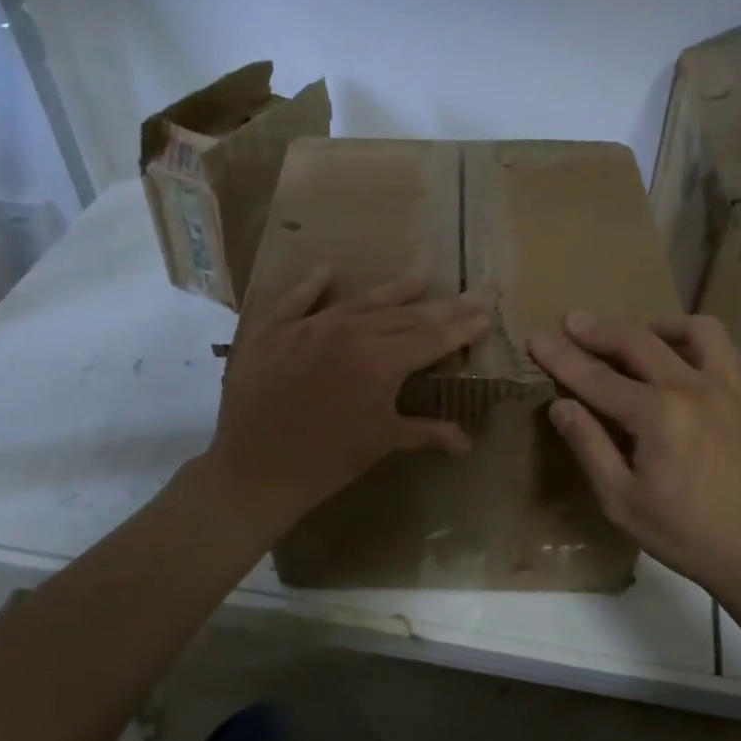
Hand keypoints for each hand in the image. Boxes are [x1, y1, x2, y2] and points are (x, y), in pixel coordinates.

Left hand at [202, 269, 491, 529]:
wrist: (256, 469)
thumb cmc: (328, 461)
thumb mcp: (382, 442)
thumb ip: (427, 432)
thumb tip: (467, 442)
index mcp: (380, 361)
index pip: (430, 338)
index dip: (460, 328)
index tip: (484, 315)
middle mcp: (349, 333)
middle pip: (402, 316)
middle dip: (439, 308)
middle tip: (467, 296)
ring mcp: (308, 327)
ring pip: (359, 302)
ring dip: (393, 291)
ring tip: (421, 276)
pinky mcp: (272, 330)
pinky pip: (296, 300)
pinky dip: (312, 285)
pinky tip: (327, 270)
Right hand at [528, 313, 740, 616]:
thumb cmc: (688, 537)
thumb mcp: (623, 502)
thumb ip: (590, 447)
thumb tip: (561, 405)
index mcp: (656, 414)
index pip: (595, 376)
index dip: (561, 357)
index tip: (535, 338)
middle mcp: (695, 387)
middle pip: (638, 340)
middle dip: (599, 330)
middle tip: (573, 322)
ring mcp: (735, 388)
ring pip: (696, 330)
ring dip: (658, 325)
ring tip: (640, 333)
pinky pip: (732, 352)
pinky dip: (702, 346)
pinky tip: (691, 361)